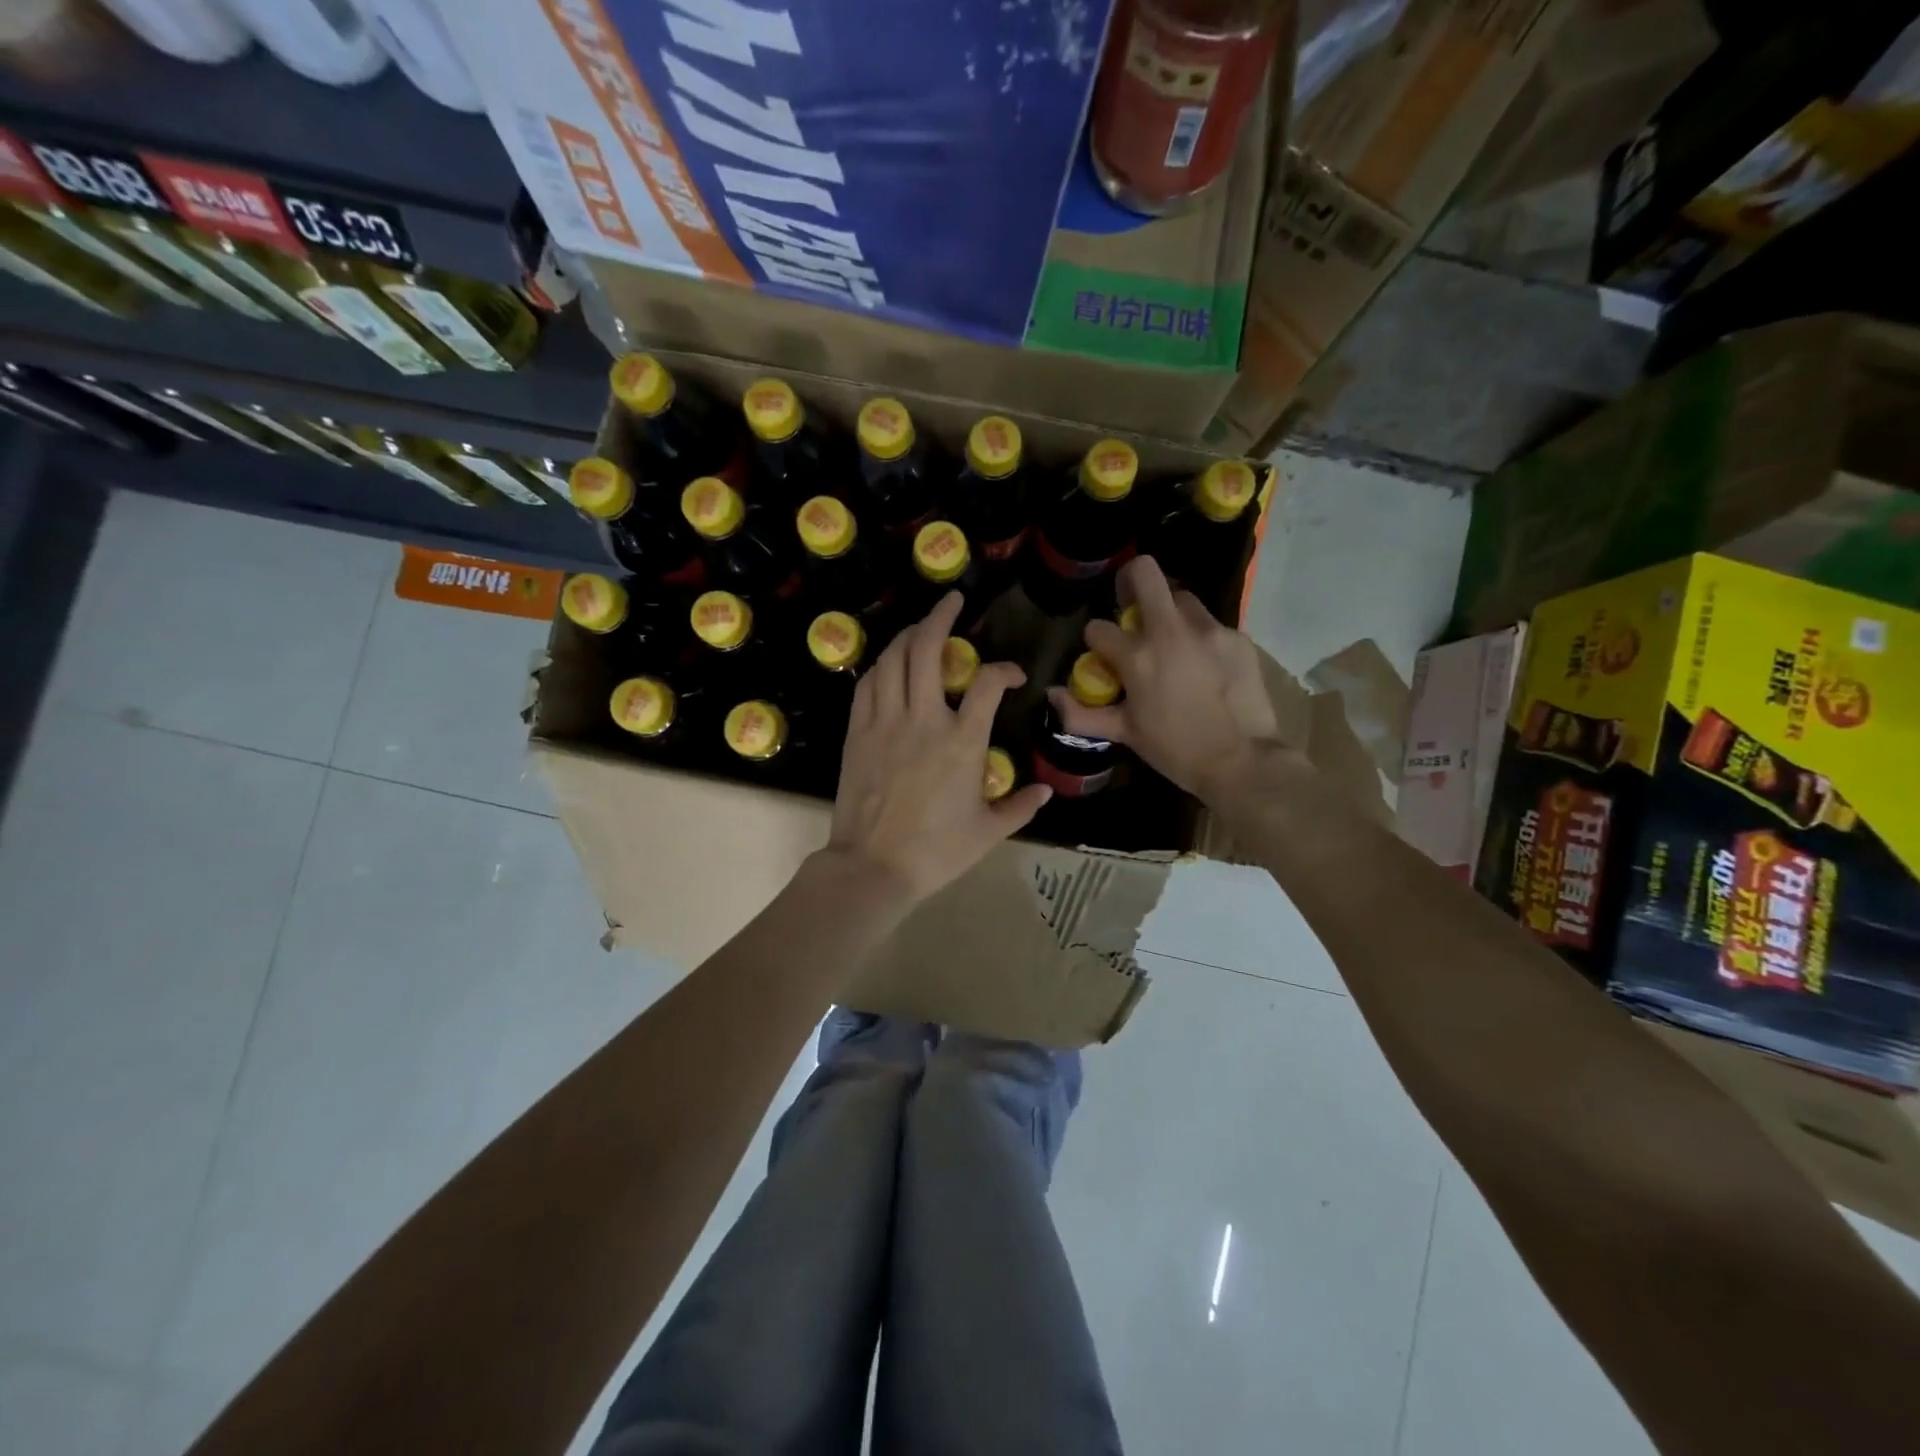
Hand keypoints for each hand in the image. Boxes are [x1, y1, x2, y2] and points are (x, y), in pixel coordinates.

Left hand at [829, 592, 1051, 903]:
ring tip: (921, 627)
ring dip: (909, 635)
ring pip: (894, 659)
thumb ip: (1020, 806)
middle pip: (928, 649)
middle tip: (953, 601)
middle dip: (942, 616)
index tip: (1012, 676)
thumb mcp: (988, 832)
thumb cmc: (936, 851)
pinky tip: (889, 663)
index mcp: (963, 741)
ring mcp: (885, 722)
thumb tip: (1045, 791)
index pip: (989, 682)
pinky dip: (881, 665)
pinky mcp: (857, 732)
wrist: (874, 867)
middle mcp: (924, 719)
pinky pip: (868, 684)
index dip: (1005, 669)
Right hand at [1049, 555, 1281, 799]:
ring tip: (1172, 643)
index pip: (1098, 628)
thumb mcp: (1125, 734)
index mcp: (1137, 656)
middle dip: (1130, 581)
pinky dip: (1199, 638)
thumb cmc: (1176, 750)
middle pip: (1145, 572)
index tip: (1104, 656)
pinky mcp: (1237, 637)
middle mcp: (1171, 631)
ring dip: (1168, 613)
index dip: (1096, 641)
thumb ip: (1081, 713)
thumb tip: (1052, 693)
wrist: (1243, 761)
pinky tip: (1204, 666)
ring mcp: (1208, 630)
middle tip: (1130, 606)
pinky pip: (1210, 625)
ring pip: (1181, 598)